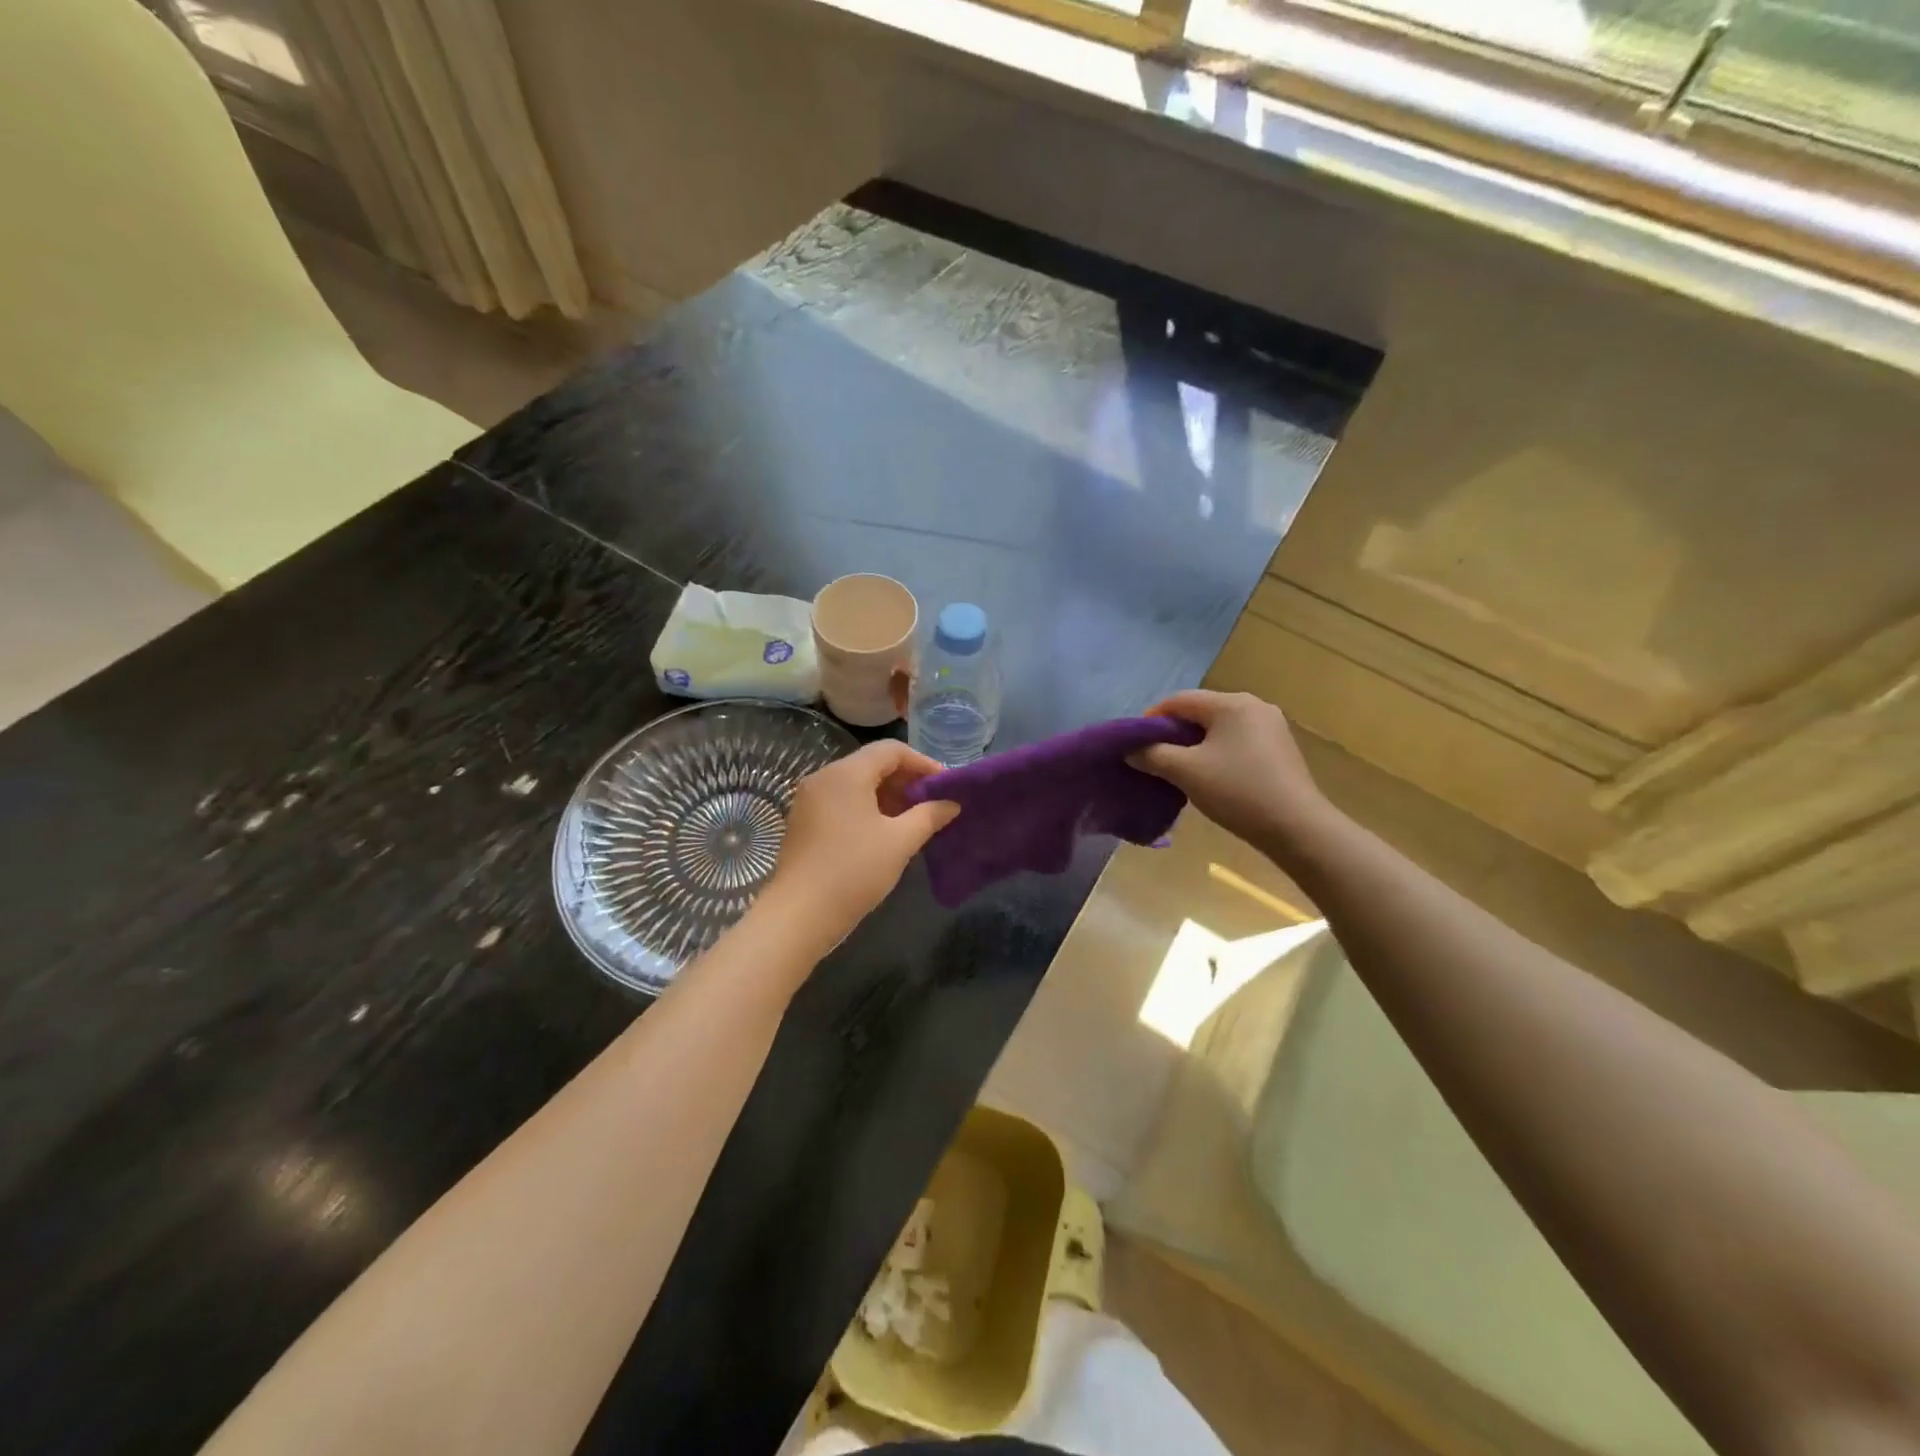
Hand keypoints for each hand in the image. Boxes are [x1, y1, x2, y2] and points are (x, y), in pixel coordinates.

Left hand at [759, 741, 959, 950]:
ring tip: (914, 820)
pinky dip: (868, 808)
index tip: (945, 786)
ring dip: (888, 796)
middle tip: (933, 803)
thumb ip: (929, 816)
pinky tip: (885, 833)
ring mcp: (810, 800)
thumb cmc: (854, 871)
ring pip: (857, 784)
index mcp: (846, 774)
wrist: (800, 915)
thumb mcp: (900, 842)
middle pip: (872, 764)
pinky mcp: (804, 822)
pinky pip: (842, 802)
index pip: (891, 750)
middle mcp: (824, 778)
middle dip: (906, 780)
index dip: (923, 763)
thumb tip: (952, 803)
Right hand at [1132, 691, 1338, 855]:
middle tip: (1154, 757)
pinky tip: (1210, 775)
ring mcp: (1272, 727)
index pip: (1180, 700)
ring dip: (1195, 744)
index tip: (1135, 743)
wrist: (1296, 827)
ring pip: (1220, 728)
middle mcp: (1254, 706)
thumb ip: (1153, 755)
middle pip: (1201, 711)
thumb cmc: (1237, 790)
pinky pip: (1237, 741)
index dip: (1152, 719)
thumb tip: (1131, 750)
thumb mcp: (1185, 772)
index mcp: (1231, 703)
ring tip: (1178, 769)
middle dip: (1174, 732)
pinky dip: (1217, 752)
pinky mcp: (1280, 749)